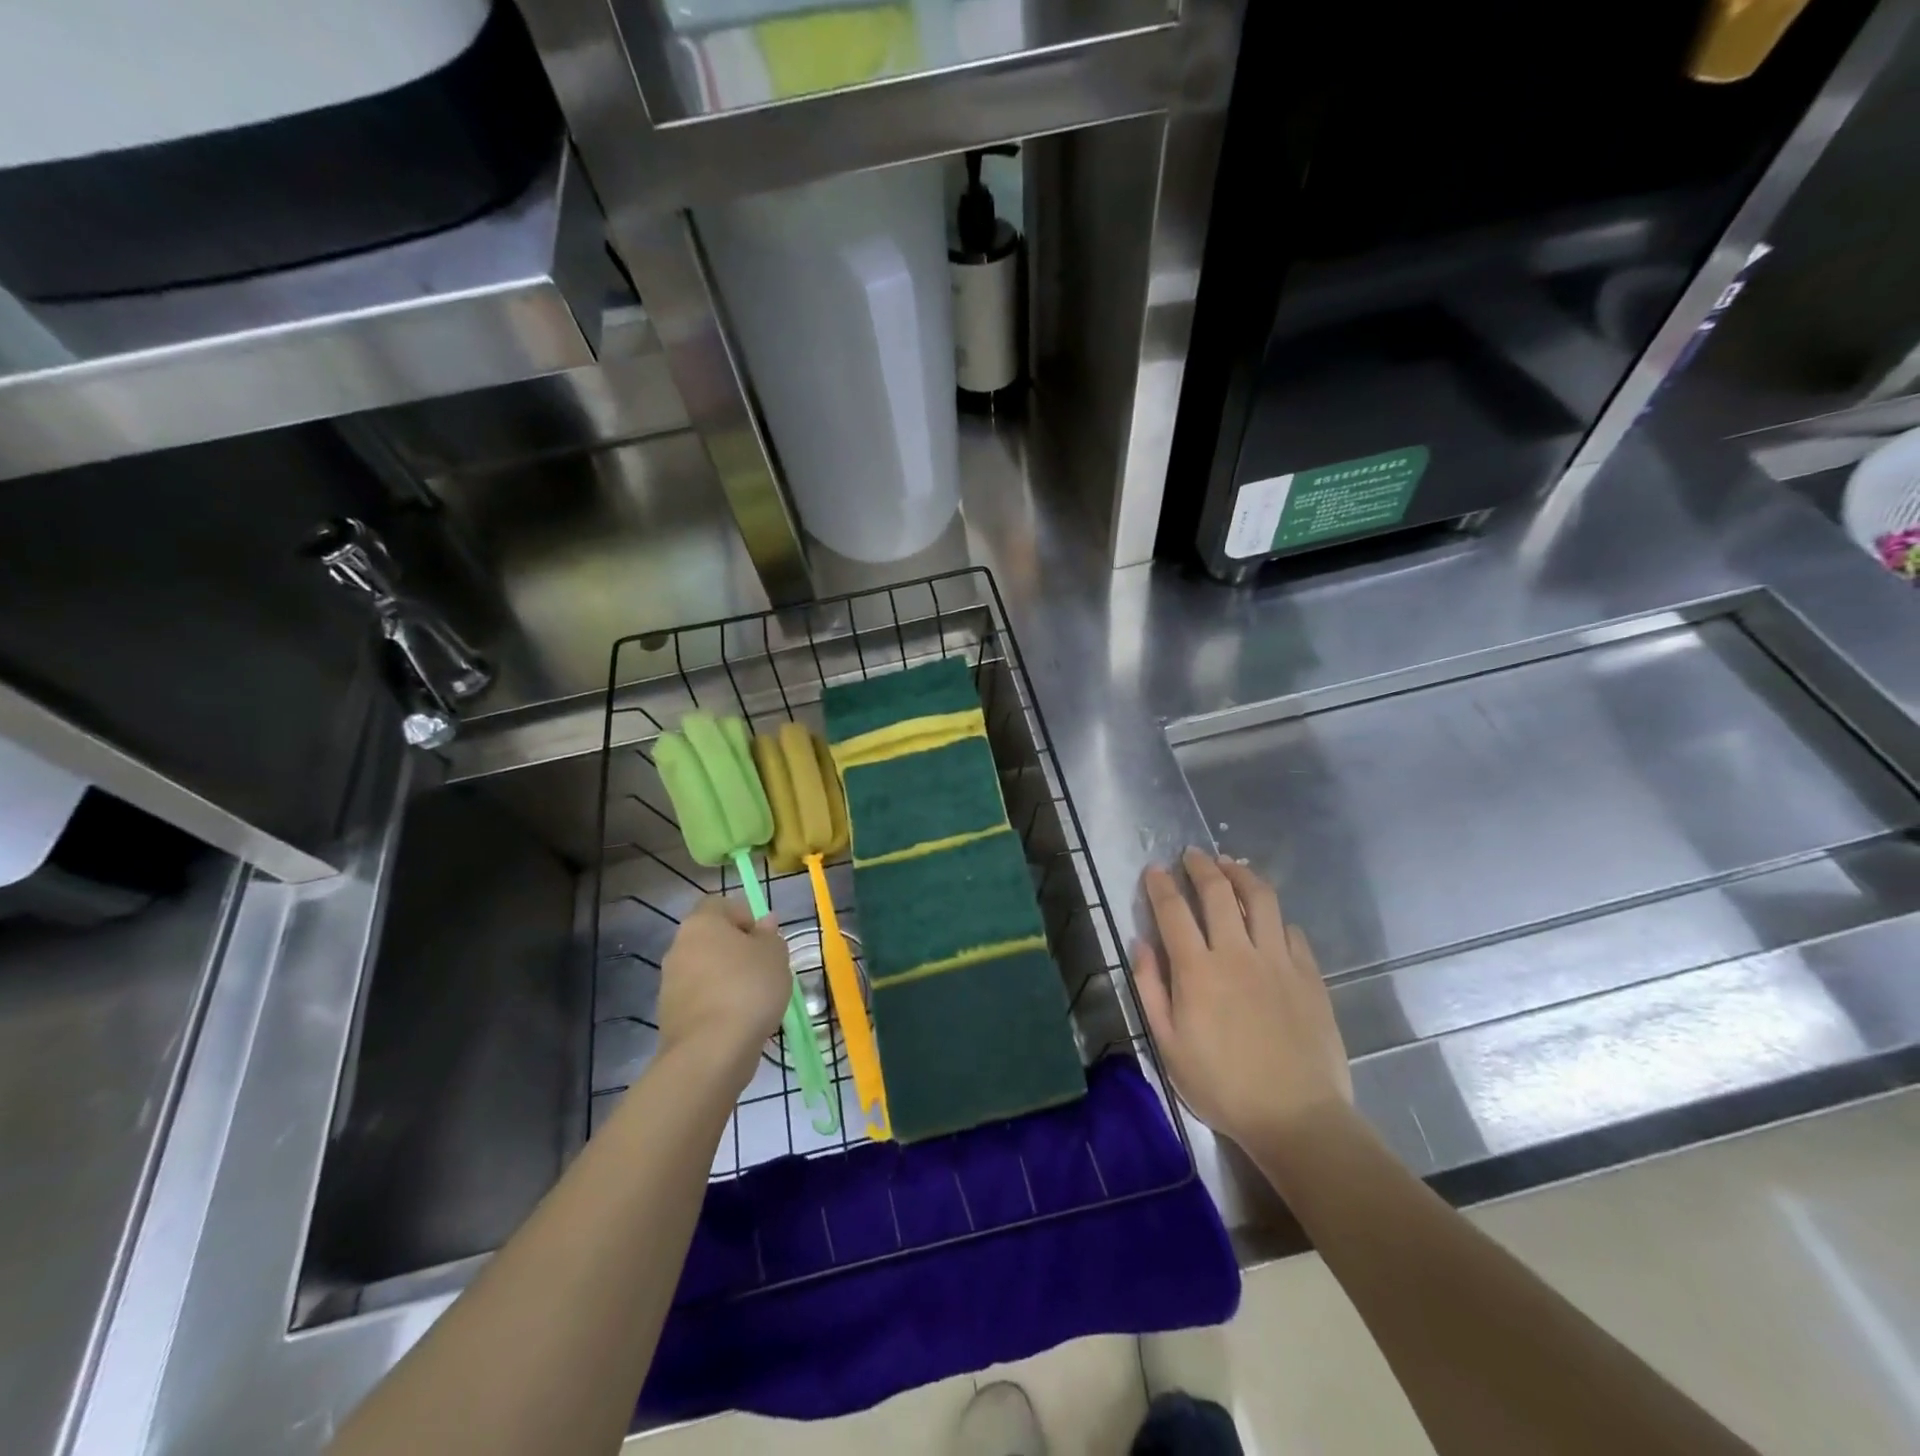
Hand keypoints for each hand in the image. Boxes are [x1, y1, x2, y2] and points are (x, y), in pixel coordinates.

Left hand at [656, 896, 791, 1088]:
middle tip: (764, 968)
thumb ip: (770, 935)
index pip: (720, 905)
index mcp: (701, 923)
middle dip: (736, 950)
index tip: (765, 939)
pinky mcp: (669, 1016)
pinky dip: (717, 1004)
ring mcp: (670, 983)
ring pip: (705, 970)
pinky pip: (700, 999)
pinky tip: (739, 1020)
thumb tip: (765, 922)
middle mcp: (678, 947)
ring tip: (755, 999)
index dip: (744, 916)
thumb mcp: (775, 955)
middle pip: (711, 939)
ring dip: (726, 979)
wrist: (711, 1051)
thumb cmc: (748, 988)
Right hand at [1132, 849, 1351, 1146]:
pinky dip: (1275, 916)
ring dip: (1241, 874)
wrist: (1297, 1117)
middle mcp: (1237, 953)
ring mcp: (1278, 960)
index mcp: (1197, 970)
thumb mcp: (1168, 1045)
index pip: (1173, 911)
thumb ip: (1150, 989)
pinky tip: (1269, 917)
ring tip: (1230, 865)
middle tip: (1191, 855)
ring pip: (1261, 898)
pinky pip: (1291, 930)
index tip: (1154, 870)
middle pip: (1217, 892)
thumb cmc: (1222, 1086)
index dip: (1160, 885)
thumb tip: (1140, 944)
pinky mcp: (1309, 975)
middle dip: (1200, 866)